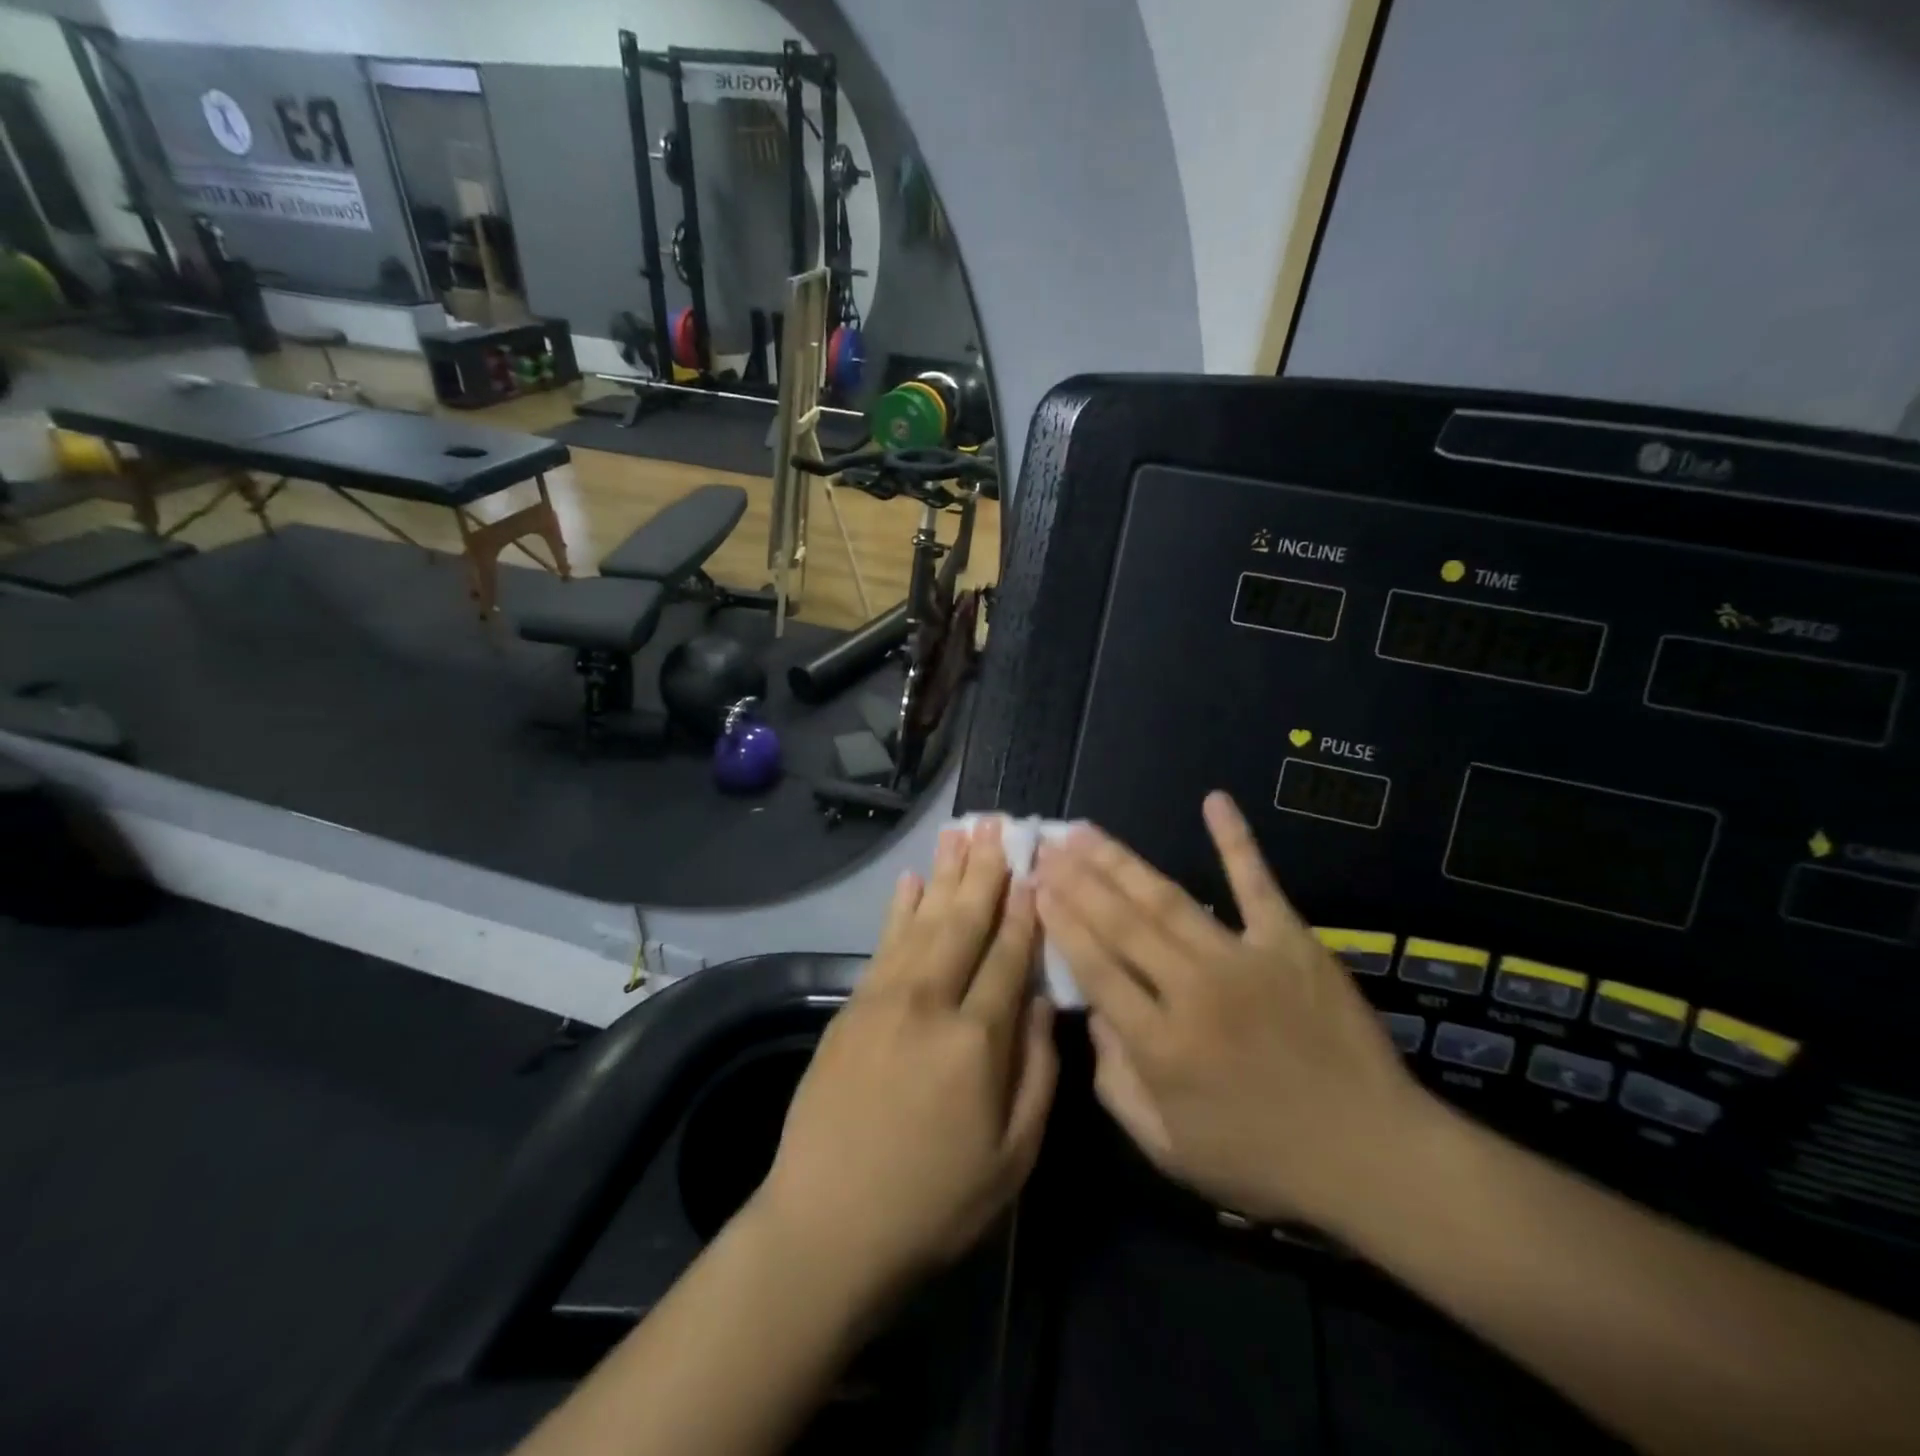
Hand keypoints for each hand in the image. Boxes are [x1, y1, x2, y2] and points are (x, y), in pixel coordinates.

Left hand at [755, 819, 1057, 1299]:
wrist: (827, 1226)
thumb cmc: (934, 1203)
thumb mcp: (1012, 1158)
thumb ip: (1036, 1072)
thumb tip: (1040, 1002)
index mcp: (977, 1041)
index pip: (1009, 957)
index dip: (1026, 910)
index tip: (1036, 868)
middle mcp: (930, 1003)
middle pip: (965, 922)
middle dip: (985, 871)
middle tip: (998, 823)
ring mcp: (884, 999)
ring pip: (924, 921)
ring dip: (945, 873)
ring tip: (961, 832)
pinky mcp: (852, 1007)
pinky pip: (883, 944)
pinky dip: (900, 908)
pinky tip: (911, 880)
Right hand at [1035, 792, 1429, 1230]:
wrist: (1372, 1156)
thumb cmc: (1264, 1161)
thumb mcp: (1171, 1149)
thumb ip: (1118, 1085)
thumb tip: (1093, 1018)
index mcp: (1161, 1045)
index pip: (1096, 968)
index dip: (1062, 923)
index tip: (1037, 886)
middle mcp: (1193, 992)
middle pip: (1121, 924)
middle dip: (1077, 880)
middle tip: (1047, 845)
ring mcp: (1243, 960)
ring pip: (1168, 899)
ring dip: (1121, 862)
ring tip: (1085, 831)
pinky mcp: (1290, 943)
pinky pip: (1257, 884)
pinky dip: (1235, 841)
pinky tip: (1214, 801)